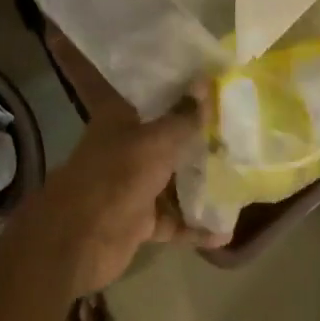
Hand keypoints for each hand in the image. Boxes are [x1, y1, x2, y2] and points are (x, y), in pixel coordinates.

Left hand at [29, 92, 223, 296]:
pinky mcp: (139, 220)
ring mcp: (133, 185)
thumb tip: (204, 83)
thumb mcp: (155, 142)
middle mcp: (127, 146)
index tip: (213, 80)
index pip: (153, 92)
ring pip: (173, 179)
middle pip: (168, 136)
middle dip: (199, 134)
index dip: (180, 85)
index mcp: (122, 117)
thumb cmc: (116, 176)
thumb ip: (183, 117)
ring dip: (200, 181)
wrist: (78, 241)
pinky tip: (225, 233)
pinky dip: (195, 227)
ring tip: (241, 176)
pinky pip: (173, 220)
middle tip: (240, 126)